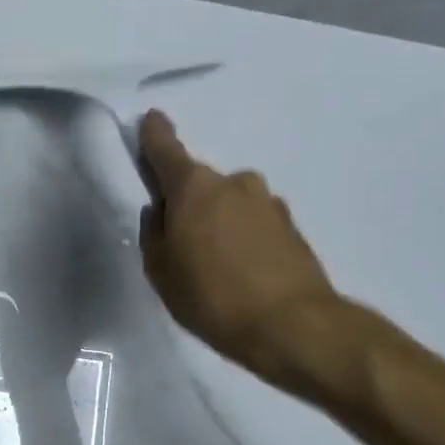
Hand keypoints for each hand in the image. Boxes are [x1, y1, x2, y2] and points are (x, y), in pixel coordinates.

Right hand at [138, 110, 345, 393]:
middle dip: (187, 202)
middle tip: (179, 241)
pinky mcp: (291, 227)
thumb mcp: (161, 271)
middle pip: (200, 184)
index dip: (154, 135)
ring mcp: (268, 202)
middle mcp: (234, 183)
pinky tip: (240, 272)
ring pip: (229, 203)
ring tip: (213, 265)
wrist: (292, 325)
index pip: (166, 150)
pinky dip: (242, 237)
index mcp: (194, 188)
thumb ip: (153, 234)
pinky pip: (253, 223)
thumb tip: (160, 211)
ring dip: (218, 222)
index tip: (151, 120)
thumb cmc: (211, 296)